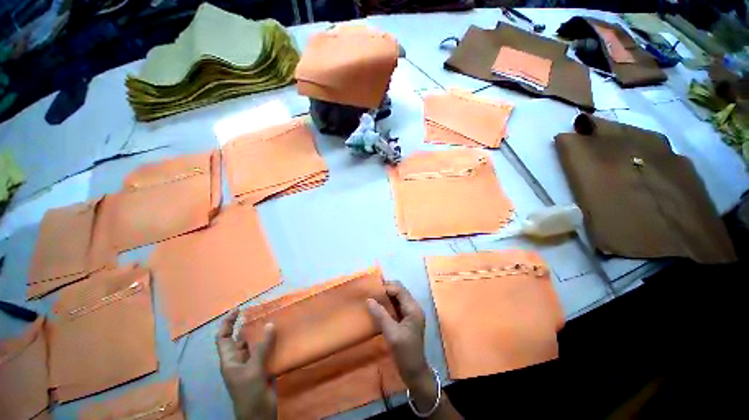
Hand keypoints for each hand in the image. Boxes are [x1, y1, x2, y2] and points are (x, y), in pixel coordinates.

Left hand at [216, 309, 276, 419]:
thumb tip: (270, 324)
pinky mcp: (262, 367)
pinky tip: (278, 335)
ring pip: (252, 344)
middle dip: (245, 325)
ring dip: (259, 333)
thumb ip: (262, 347)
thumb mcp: (253, 370)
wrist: (258, 414)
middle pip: (238, 339)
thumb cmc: (249, 393)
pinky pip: (264, 350)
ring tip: (270, 319)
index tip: (238, 310)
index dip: (227, 323)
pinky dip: (269, 341)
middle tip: (258, 312)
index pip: (222, 338)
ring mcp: (250, 364)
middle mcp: (238, 360)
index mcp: (229, 361)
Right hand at [366, 281, 429, 385]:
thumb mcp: (391, 333)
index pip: (399, 290)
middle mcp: (413, 307)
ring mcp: (410, 313)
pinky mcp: (406, 319)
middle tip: (371, 292)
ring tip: (372, 298)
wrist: (414, 372)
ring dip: (386, 297)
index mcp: (413, 308)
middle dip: (385, 290)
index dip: (386, 287)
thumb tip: (369, 299)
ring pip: (397, 298)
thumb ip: (380, 315)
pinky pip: (396, 306)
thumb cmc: (405, 352)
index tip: (372, 290)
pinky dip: (387, 305)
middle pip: (399, 292)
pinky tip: (378, 308)